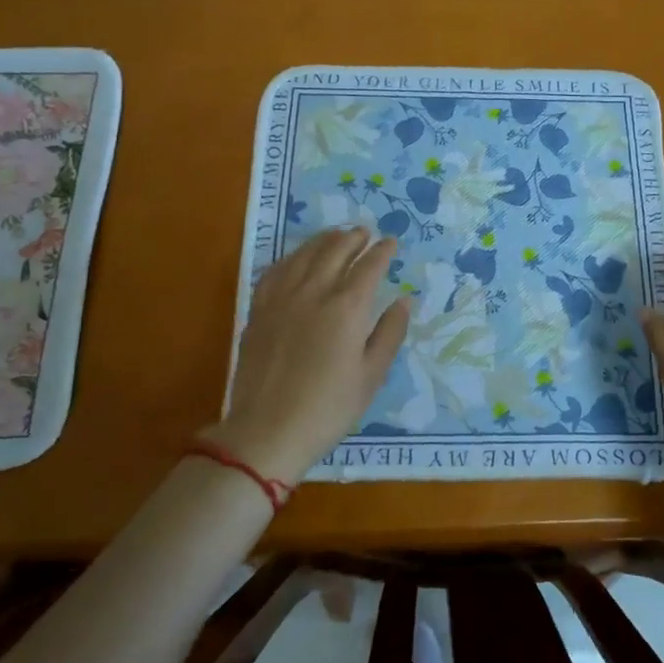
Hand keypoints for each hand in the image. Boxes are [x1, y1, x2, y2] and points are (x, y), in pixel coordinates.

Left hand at [215, 227, 412, 485]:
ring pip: (304, 255)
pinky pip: (276, 271)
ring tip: (335, 235)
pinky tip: (296, 260)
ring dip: (323, 241)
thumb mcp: (371, 375)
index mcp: (346, 308)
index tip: (391, 242)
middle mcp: (314, 292)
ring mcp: (282, 298)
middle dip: (353, 238)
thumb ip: (389, 333)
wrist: (268, 430)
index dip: (382, 252)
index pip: (368, 267)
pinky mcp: (259, 310)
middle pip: (335, 251)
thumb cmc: (328, 408)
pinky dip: (292, 258)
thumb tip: (404, 301)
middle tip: (364, 232)